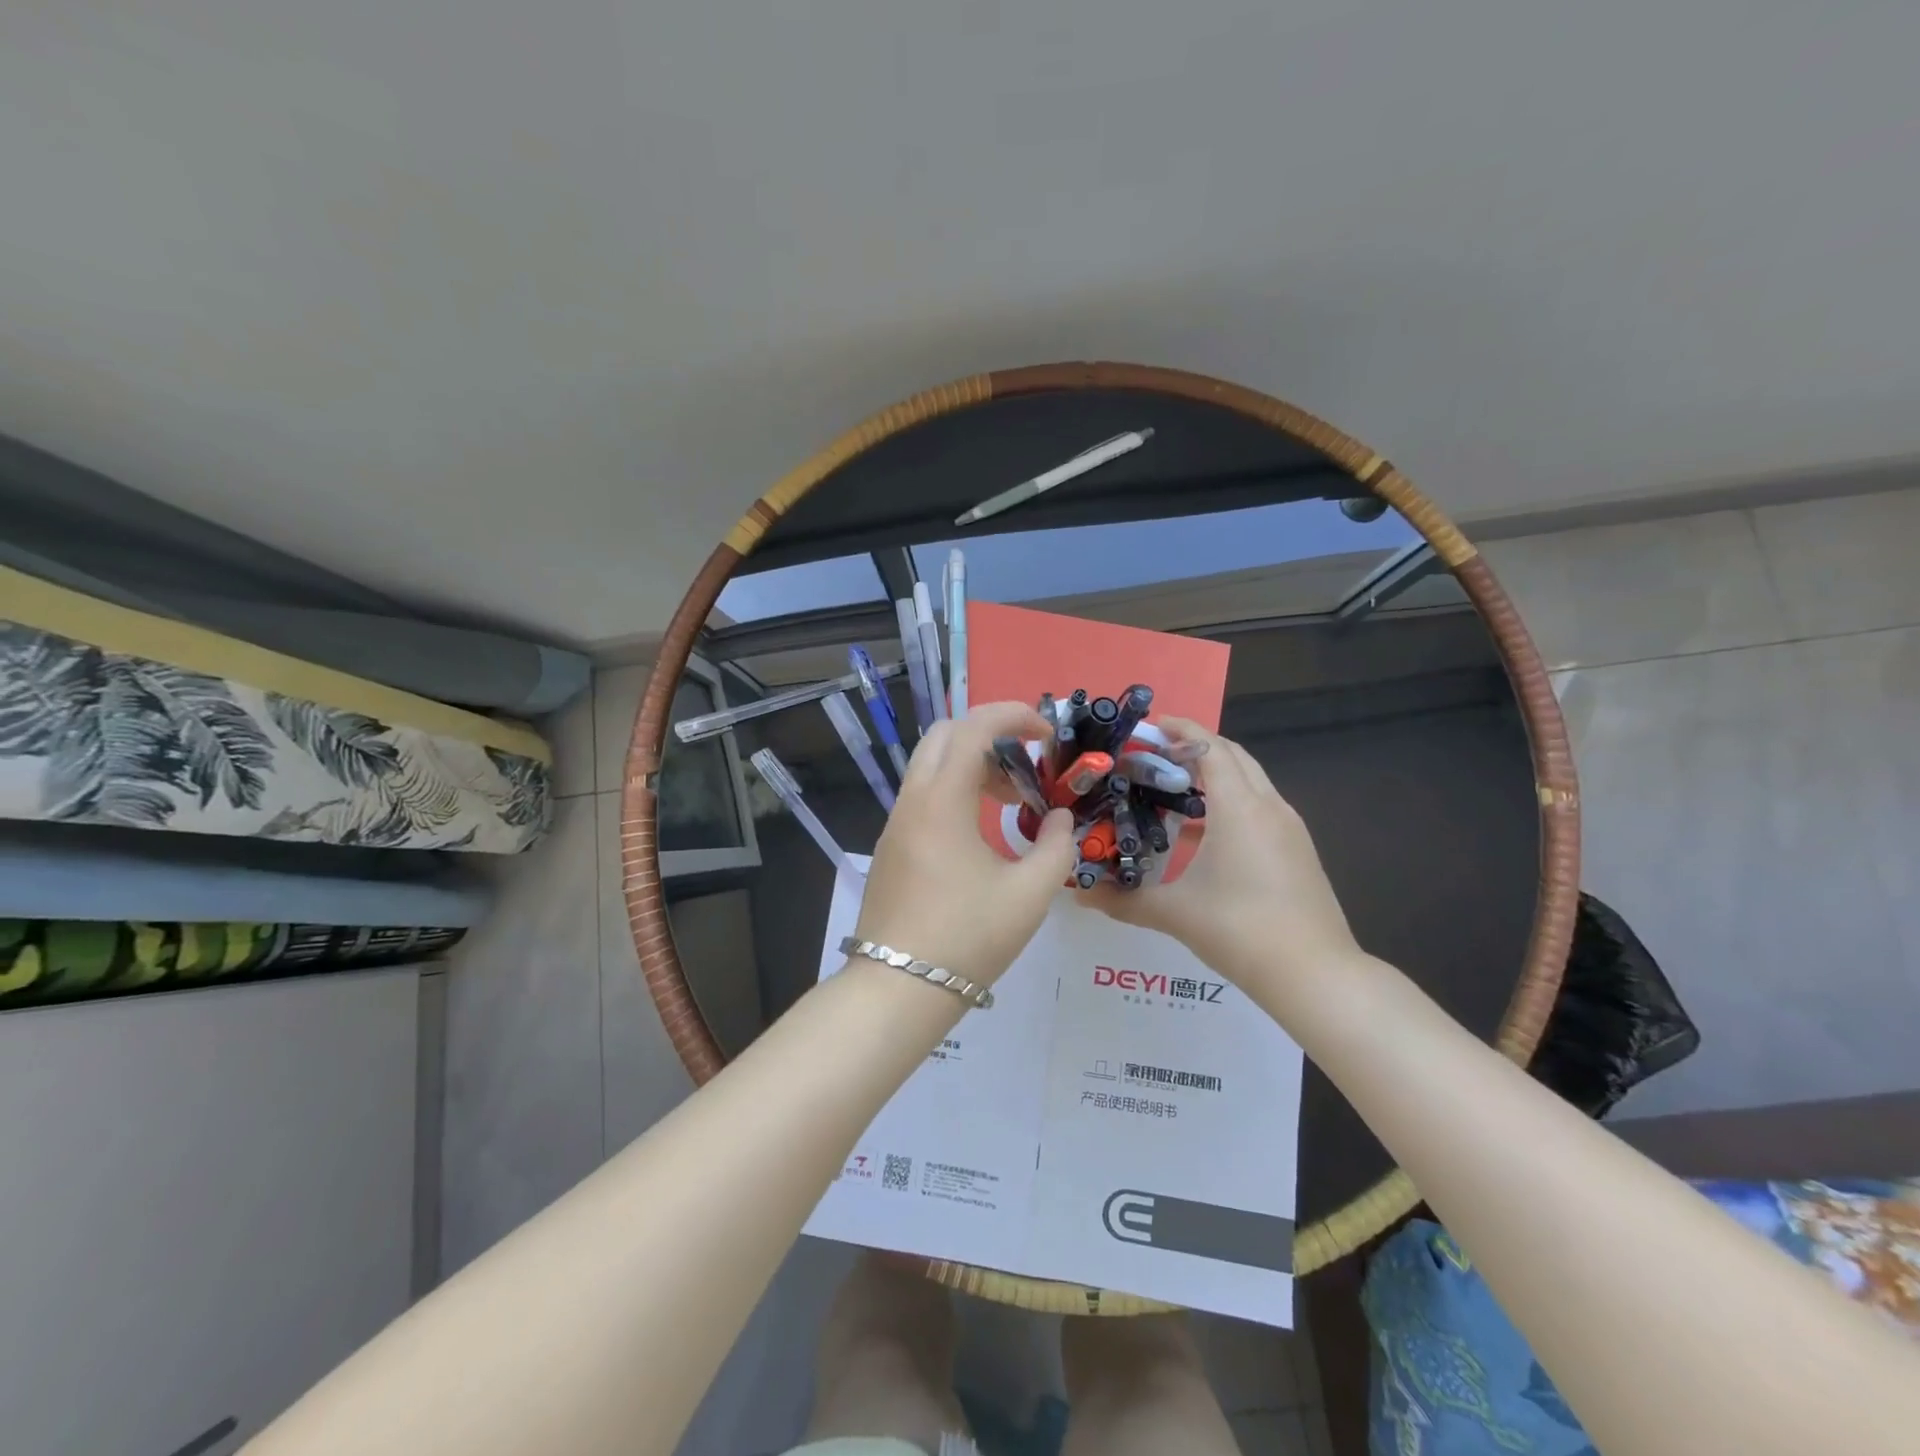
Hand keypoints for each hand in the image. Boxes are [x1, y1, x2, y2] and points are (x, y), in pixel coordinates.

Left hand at [852, 702, 1076, 987]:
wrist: (898, 989)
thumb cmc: (968, 938)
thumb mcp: (1030, 894)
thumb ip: (1056, 847)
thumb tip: (1062, 819)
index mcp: (942, 800)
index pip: (974, 727)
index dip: (1014, 716)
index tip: (1047, 733)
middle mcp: (913, 799)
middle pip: (945, 735)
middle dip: (990, 735)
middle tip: (1026, 766)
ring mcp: (896, 822)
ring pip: (931, 765)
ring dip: (972, 765)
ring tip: (1012, 800)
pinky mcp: (892, 845)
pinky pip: (923, 795)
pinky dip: (955, 790)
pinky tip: (982, 830)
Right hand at [1087, 719, 1360, 989]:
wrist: (1315, 976)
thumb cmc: (1240, 930)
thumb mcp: (1175, 913)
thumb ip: (1124, 900)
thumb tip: (1081, 895)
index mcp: (1239, 807)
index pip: (1210, 747)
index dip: (1180, 730)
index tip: (1148, 728)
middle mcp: (1269, 806)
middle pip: (1233, 756)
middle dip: (1195, 747)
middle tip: (1154, 757)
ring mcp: (1289, 828)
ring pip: (1250, 781)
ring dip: (1215, 775)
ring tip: (1172, 791)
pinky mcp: (1297, 850)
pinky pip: (1260, 807)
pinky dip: (1231, 802)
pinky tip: (1203, 833)